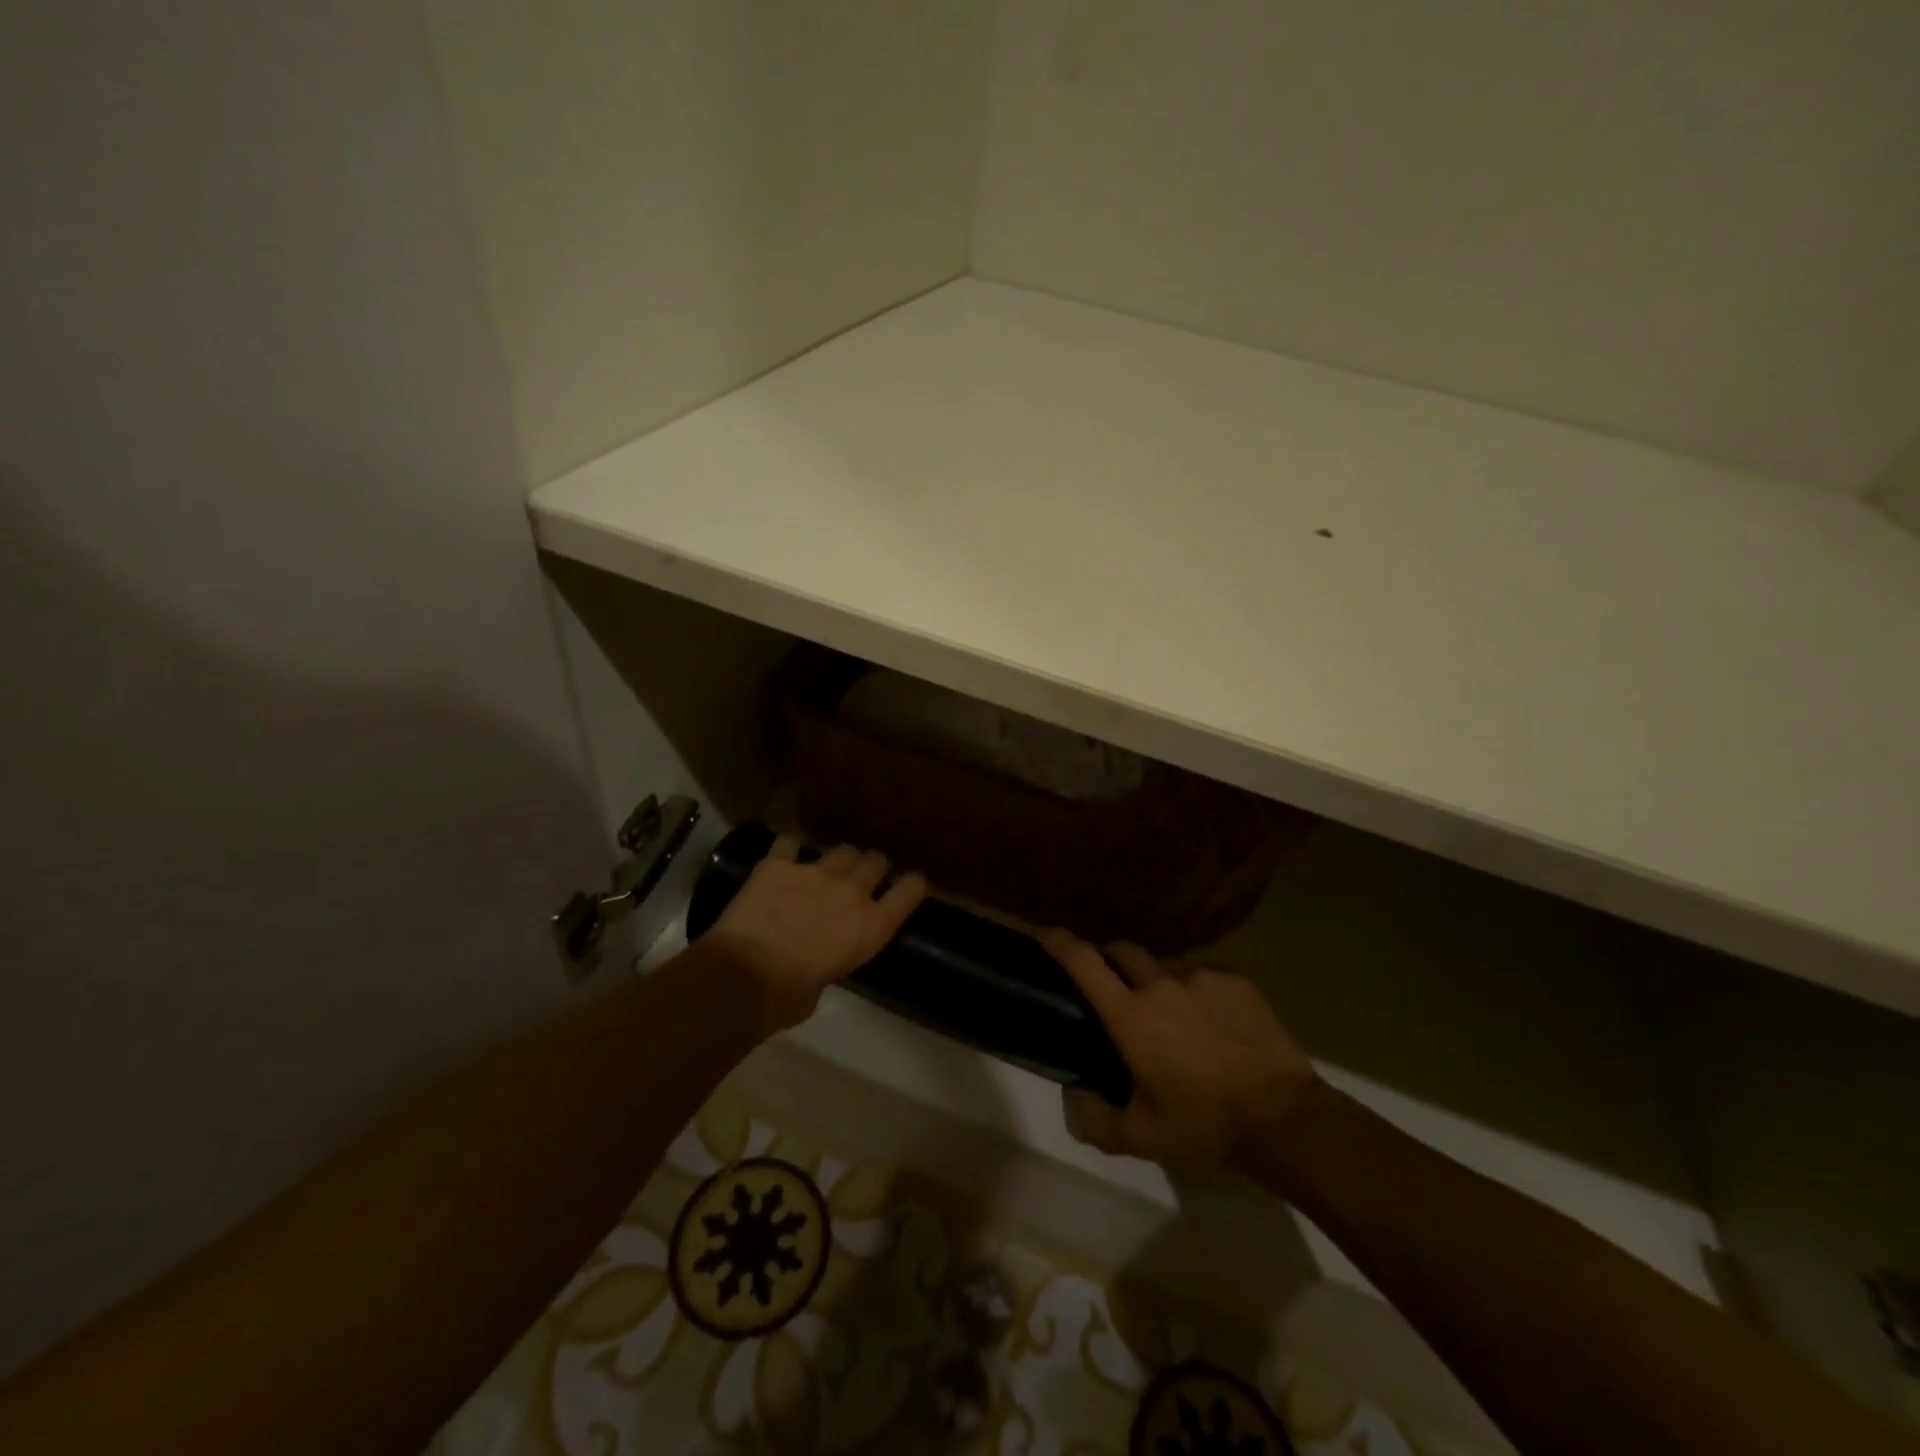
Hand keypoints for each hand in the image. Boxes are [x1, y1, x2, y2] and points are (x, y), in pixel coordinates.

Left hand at [707, 837, 928, 1036]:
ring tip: (826, 868)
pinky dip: (788, 849)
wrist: (742, 979)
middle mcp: (851, 891)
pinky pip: (789, 842)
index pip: (911, 890)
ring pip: (842, 849)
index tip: (907, 886)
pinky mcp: (778, 864)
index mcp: (872, 927)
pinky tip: (783, 857)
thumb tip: (821, 954)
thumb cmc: (787, 998)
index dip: (912, 885)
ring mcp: (815, 872)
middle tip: (860, 879)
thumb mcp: (827, 981)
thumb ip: (834, 957)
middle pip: (876, 860)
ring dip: (838, 859)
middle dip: (872, 867)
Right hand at [1042, 930, 1321, 1172]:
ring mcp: (1202, 976)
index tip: (1042, 932)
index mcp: (1131, 1016)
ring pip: (1164, 963)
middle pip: (1122, 950)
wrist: (1286, 1118)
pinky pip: (1201, 973)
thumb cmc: (1206, 1126)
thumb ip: (1097, 1120)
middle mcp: (1161, 984)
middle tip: (1112, 987)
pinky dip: (1193, 989)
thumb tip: (1075, 1096)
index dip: (1058, 941)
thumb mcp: (1144, 1138)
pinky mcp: (1236, 980)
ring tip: (1169, 1012)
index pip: (1083, 962)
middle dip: (1109, 959)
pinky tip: (1208, 1020)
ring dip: (1155, 979)